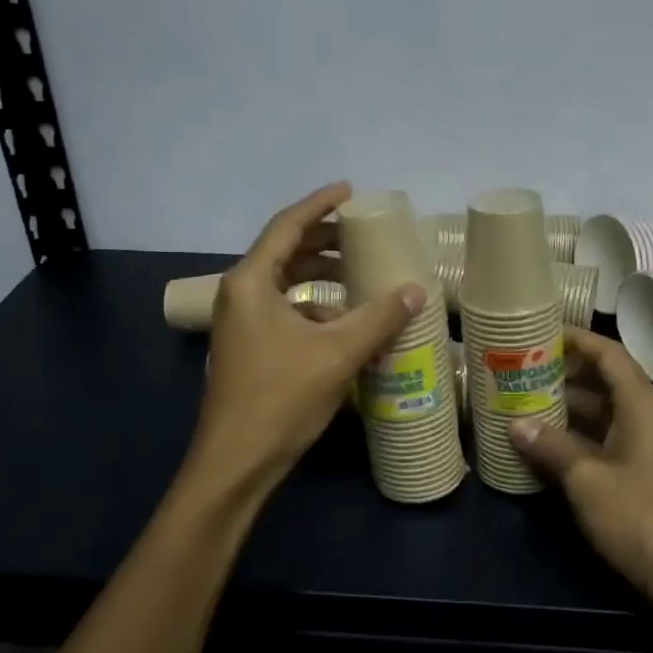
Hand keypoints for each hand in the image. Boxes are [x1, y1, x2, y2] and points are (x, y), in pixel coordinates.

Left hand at [191, 183, 425, 493]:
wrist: (236, 461)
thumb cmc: (281, 398)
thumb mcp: (337, 354)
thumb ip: (378, 317)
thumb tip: (415, 290)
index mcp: (251, 282)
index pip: (287, 226)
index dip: (320, 204)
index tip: (350, 191)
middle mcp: (239, 294)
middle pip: (284, 251)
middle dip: (323, 240)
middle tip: (362, 234)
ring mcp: (240, 323)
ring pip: (283, 283)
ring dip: (319, 275)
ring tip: (359, 274)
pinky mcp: (247, 348)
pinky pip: (282, 310)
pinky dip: (312, 306)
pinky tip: (343, 322)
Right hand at [509, 327, 652, 619]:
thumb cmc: (639, 517)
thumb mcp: (587, 479)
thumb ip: (551, 446)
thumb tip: (515, 424)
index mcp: (640, 405)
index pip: (608, 354)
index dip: (576, 338)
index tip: (539, 330)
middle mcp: (643, 417)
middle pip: (601, 379)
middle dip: (561, 371)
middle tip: (517, 366)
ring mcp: (639, 445)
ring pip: (596, 410)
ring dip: (562, 404)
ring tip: (518, 397)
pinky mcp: (633, 471)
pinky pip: (597, 437)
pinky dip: (570, 433)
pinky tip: (537, 439)